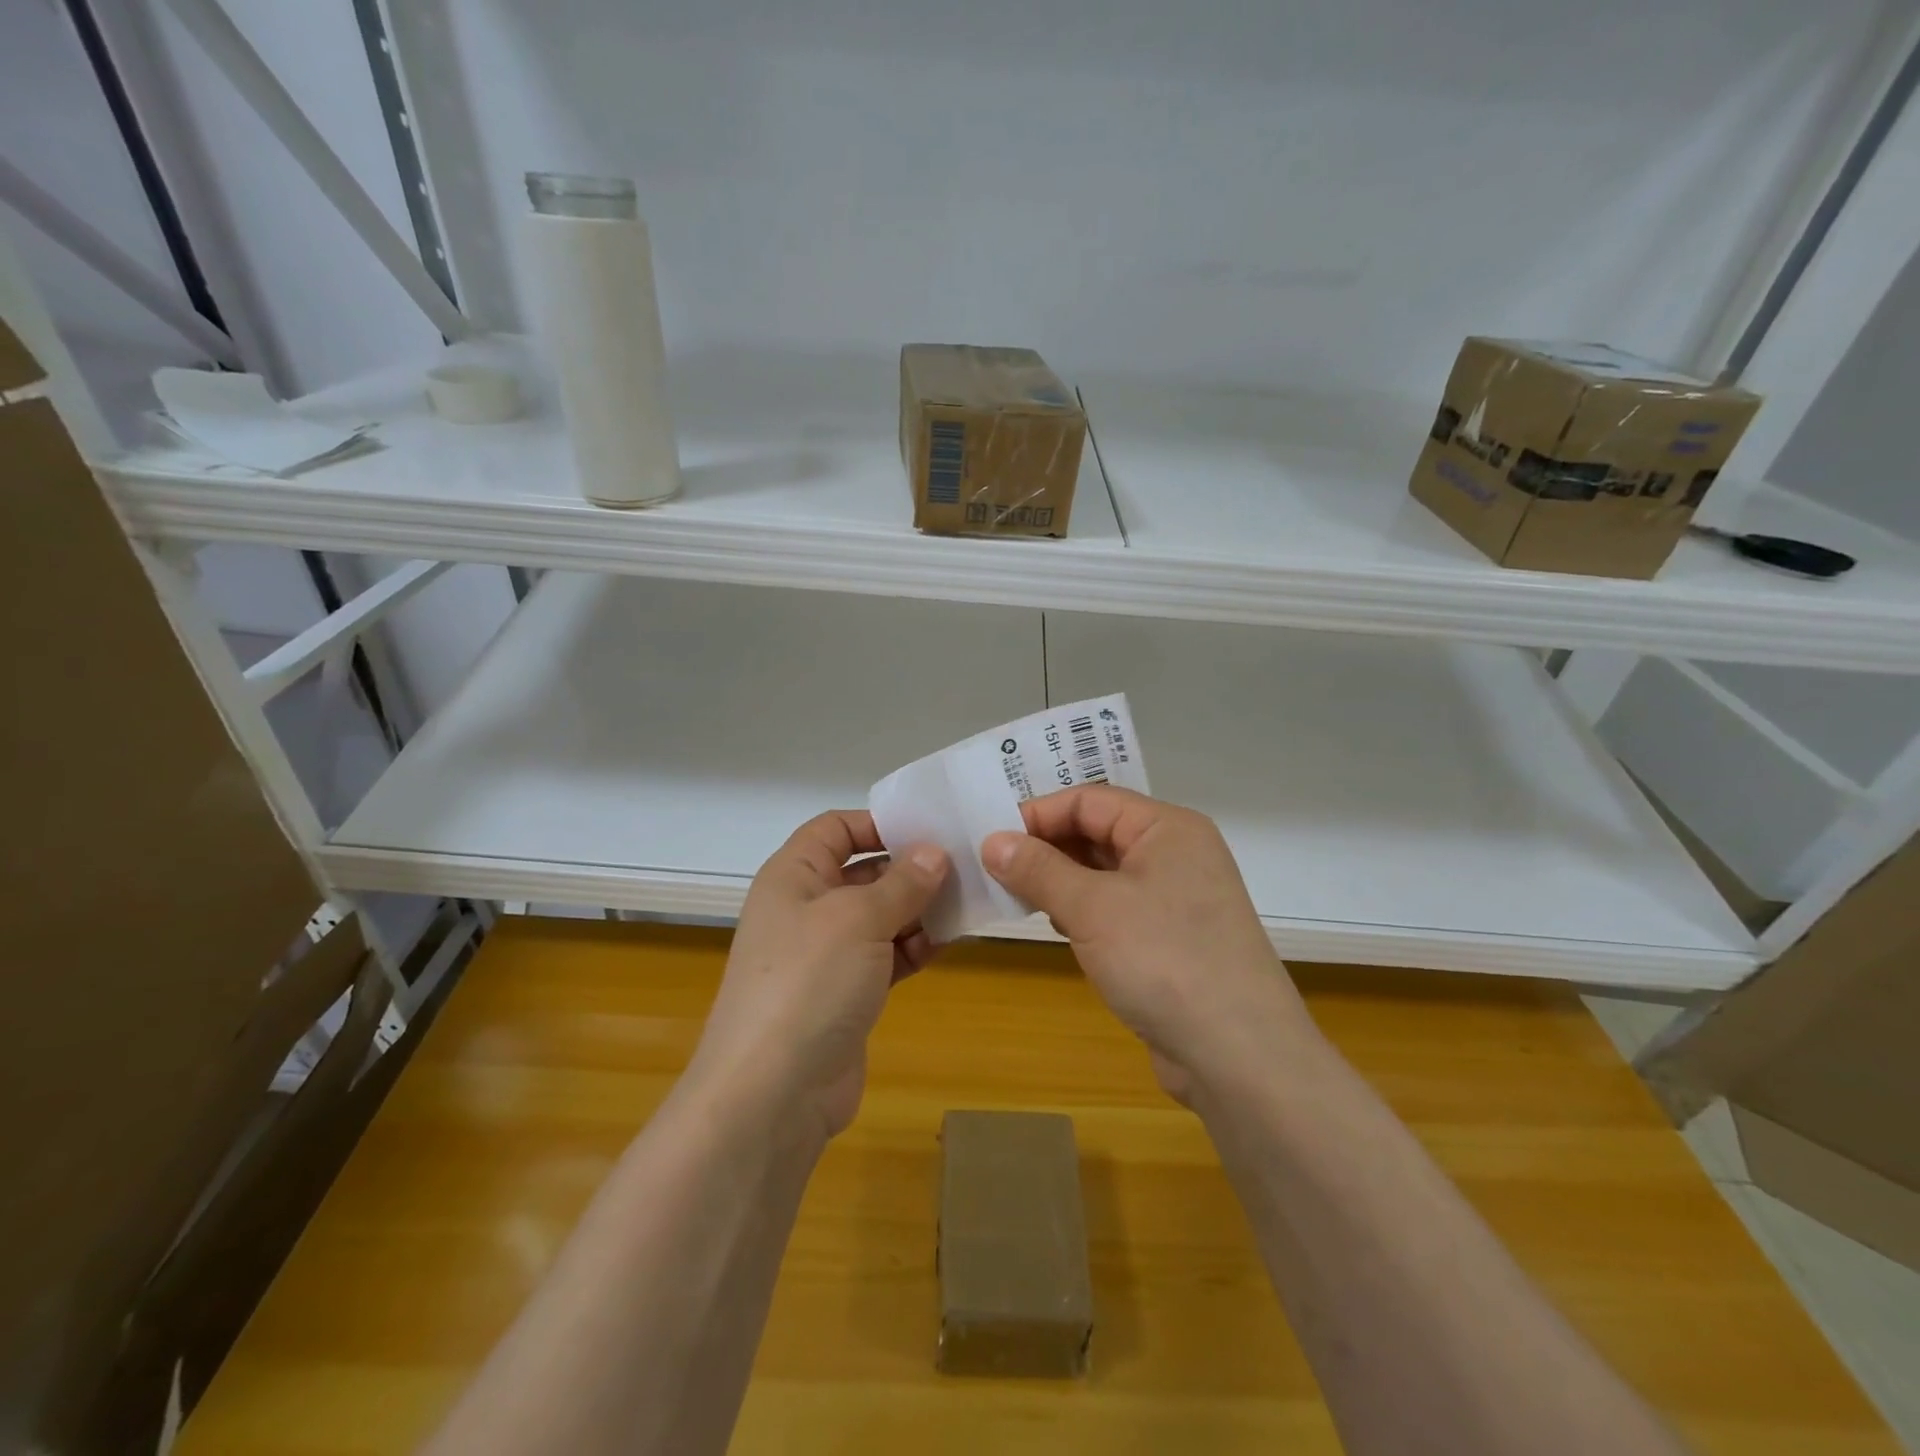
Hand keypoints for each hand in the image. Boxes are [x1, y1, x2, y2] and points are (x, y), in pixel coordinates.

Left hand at [687, 811, 947, 1140]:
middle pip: (864, 871)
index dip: (878, 823)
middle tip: (966, 864)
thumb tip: (934, 853)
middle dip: (911, 868)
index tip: (930, 828)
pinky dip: (914, 946)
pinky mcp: (846, 993)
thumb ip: (902, 882)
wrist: (772, 1093)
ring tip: (967, 902)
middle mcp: (807, 908)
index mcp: (794, 876)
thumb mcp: (858, 919)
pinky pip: (886, 956)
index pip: (835, 828)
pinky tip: (948, 941)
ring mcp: (826, 954)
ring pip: (880, 915)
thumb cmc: (809, 982)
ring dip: (919, 909)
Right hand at [982, 787, 1307, 1103]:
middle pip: (1098, 833)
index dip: (1038, 815)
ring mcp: (1177, 899)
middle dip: (1047, 849)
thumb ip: (1038, 869)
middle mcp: (1176, 854)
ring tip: (1018, 898)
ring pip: (1105, 873)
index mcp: (1167, 828)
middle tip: (994, 869)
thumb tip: (993, 841)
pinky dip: (1083, 912)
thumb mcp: (1091, 908)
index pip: (1090, 800)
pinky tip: (1059, 929)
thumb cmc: (1164, 961)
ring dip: (1062, 882)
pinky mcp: (1172, 939)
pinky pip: (1117, 909)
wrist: (1240, 1057)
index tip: (991, 840)